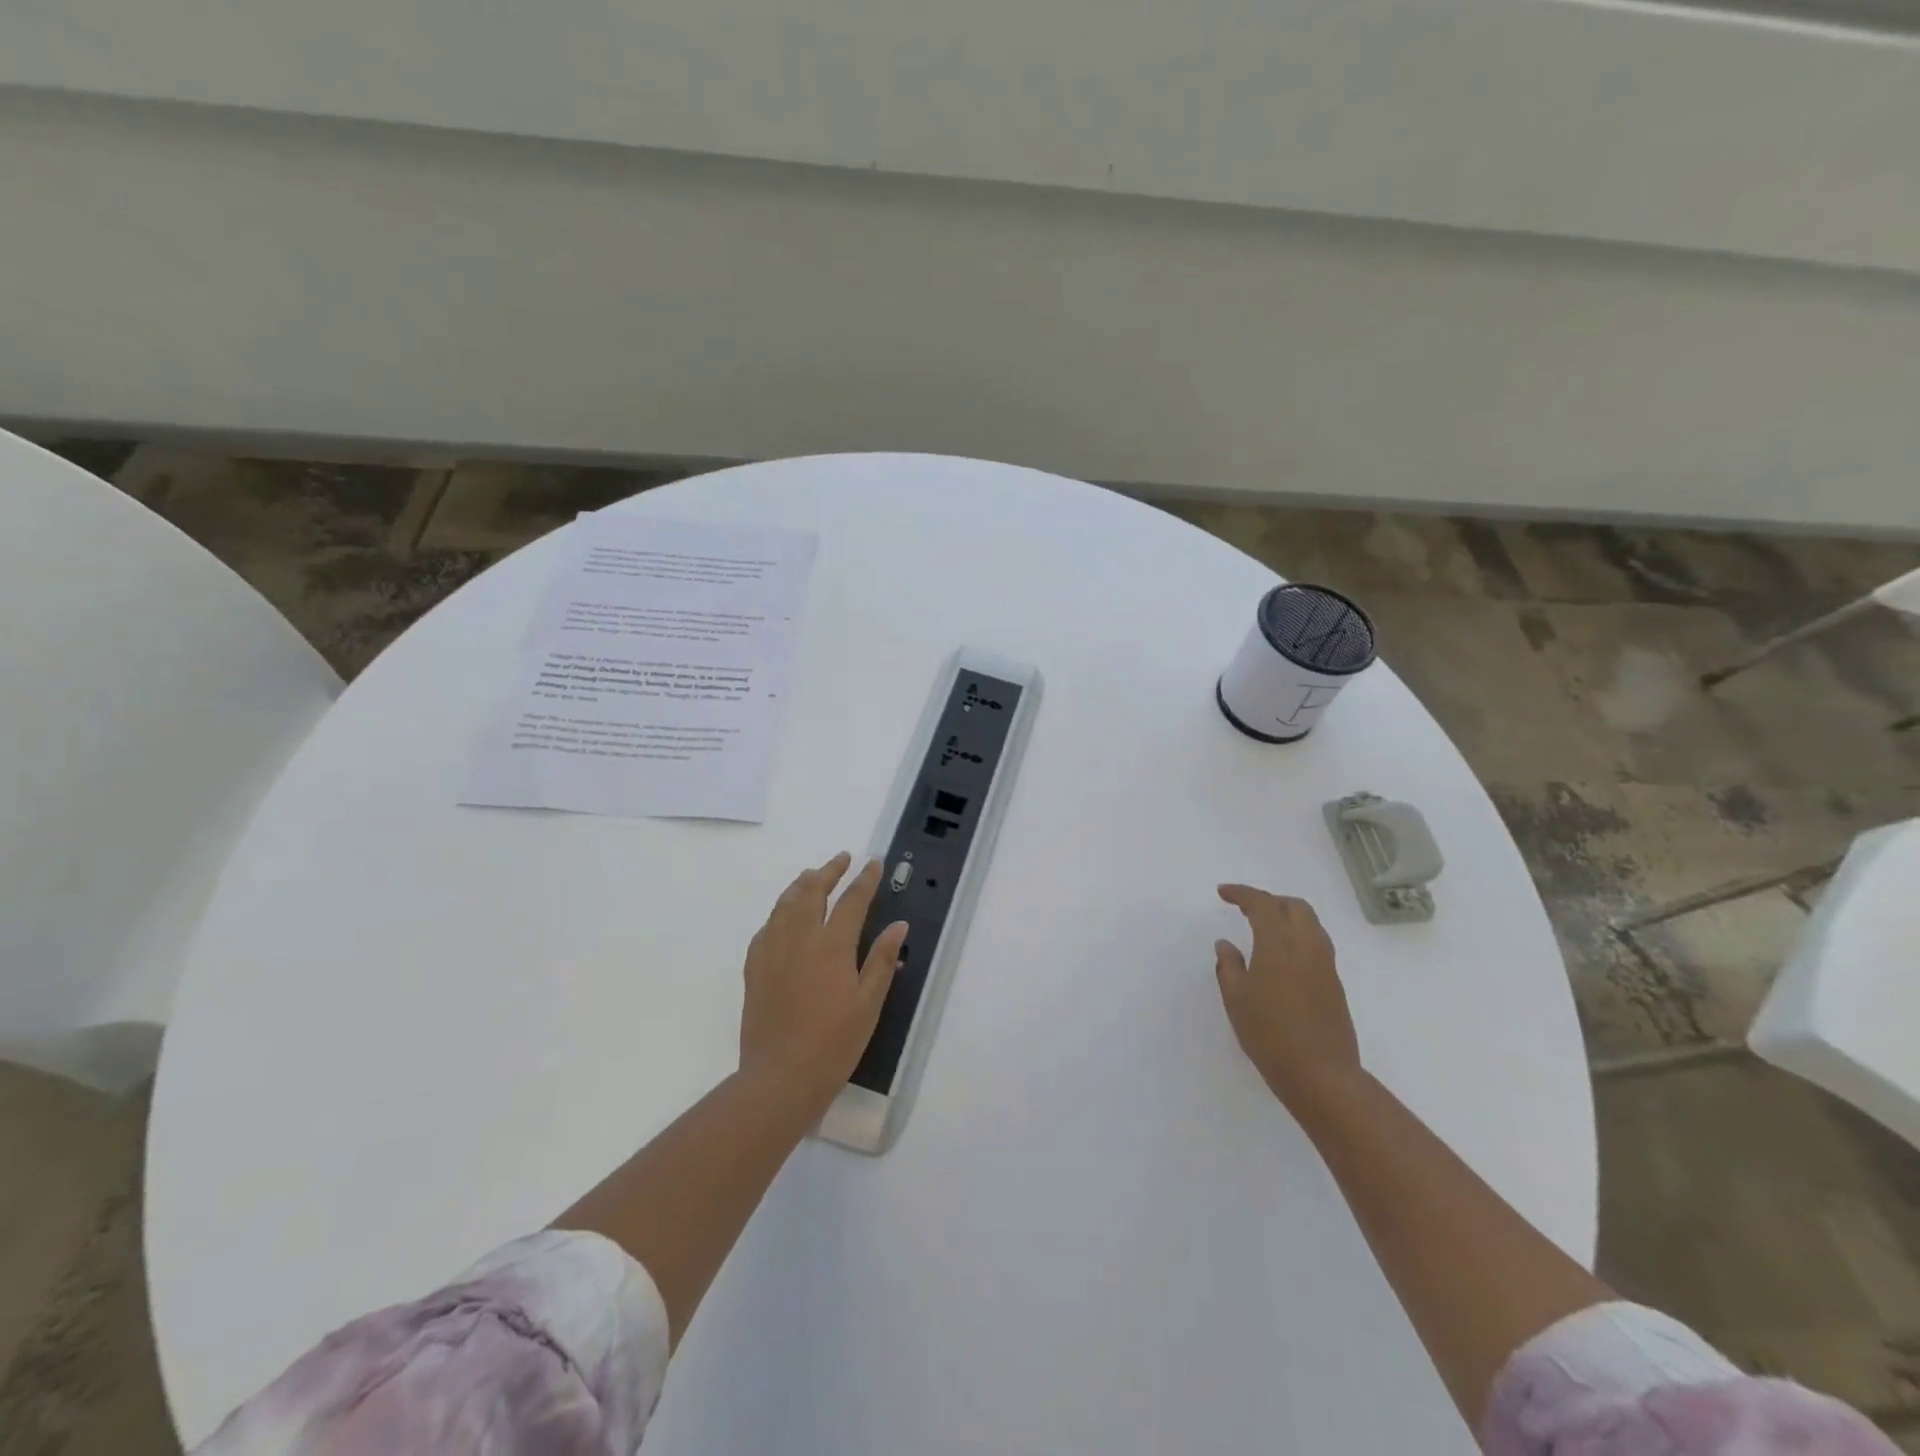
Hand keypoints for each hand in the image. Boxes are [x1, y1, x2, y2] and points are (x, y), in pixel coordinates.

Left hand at [739, 853, 908, 1108]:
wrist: (780, 1077)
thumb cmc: (834, 1043)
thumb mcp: (868, 1004)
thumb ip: (881, 960)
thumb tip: (898, 926)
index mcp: (831, 946)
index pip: (851, 900)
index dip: (864, 880)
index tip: (873, 863)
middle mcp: (799, 938)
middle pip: (811, 892)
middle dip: (828, 871)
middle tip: (841, 859)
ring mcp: (772, 951)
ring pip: (784, 904)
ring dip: (800, 884)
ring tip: (811, 875)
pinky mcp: (754, 968)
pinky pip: (766, 927)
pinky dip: (779, 912)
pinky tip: (783, 916)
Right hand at [1214, 885, 1361, 1113]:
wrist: (1321, 1075)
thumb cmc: (1269, 1034)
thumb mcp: (1236, 999)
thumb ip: (1228, 966)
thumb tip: (1225, 944)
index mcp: (1279, 943)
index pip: (1262, 903)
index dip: (1241, 893)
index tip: (1223, 893)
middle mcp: (1307, 945)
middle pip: (1294, 906)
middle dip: (1270, 901)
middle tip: (1246, 910)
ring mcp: (1325, 965)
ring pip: (1310, 923)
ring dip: (1287, 916)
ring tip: (1264, 930)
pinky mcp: (1334, 983)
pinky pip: (1316, 943)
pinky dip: (1297, 936)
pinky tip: (1280, 956)